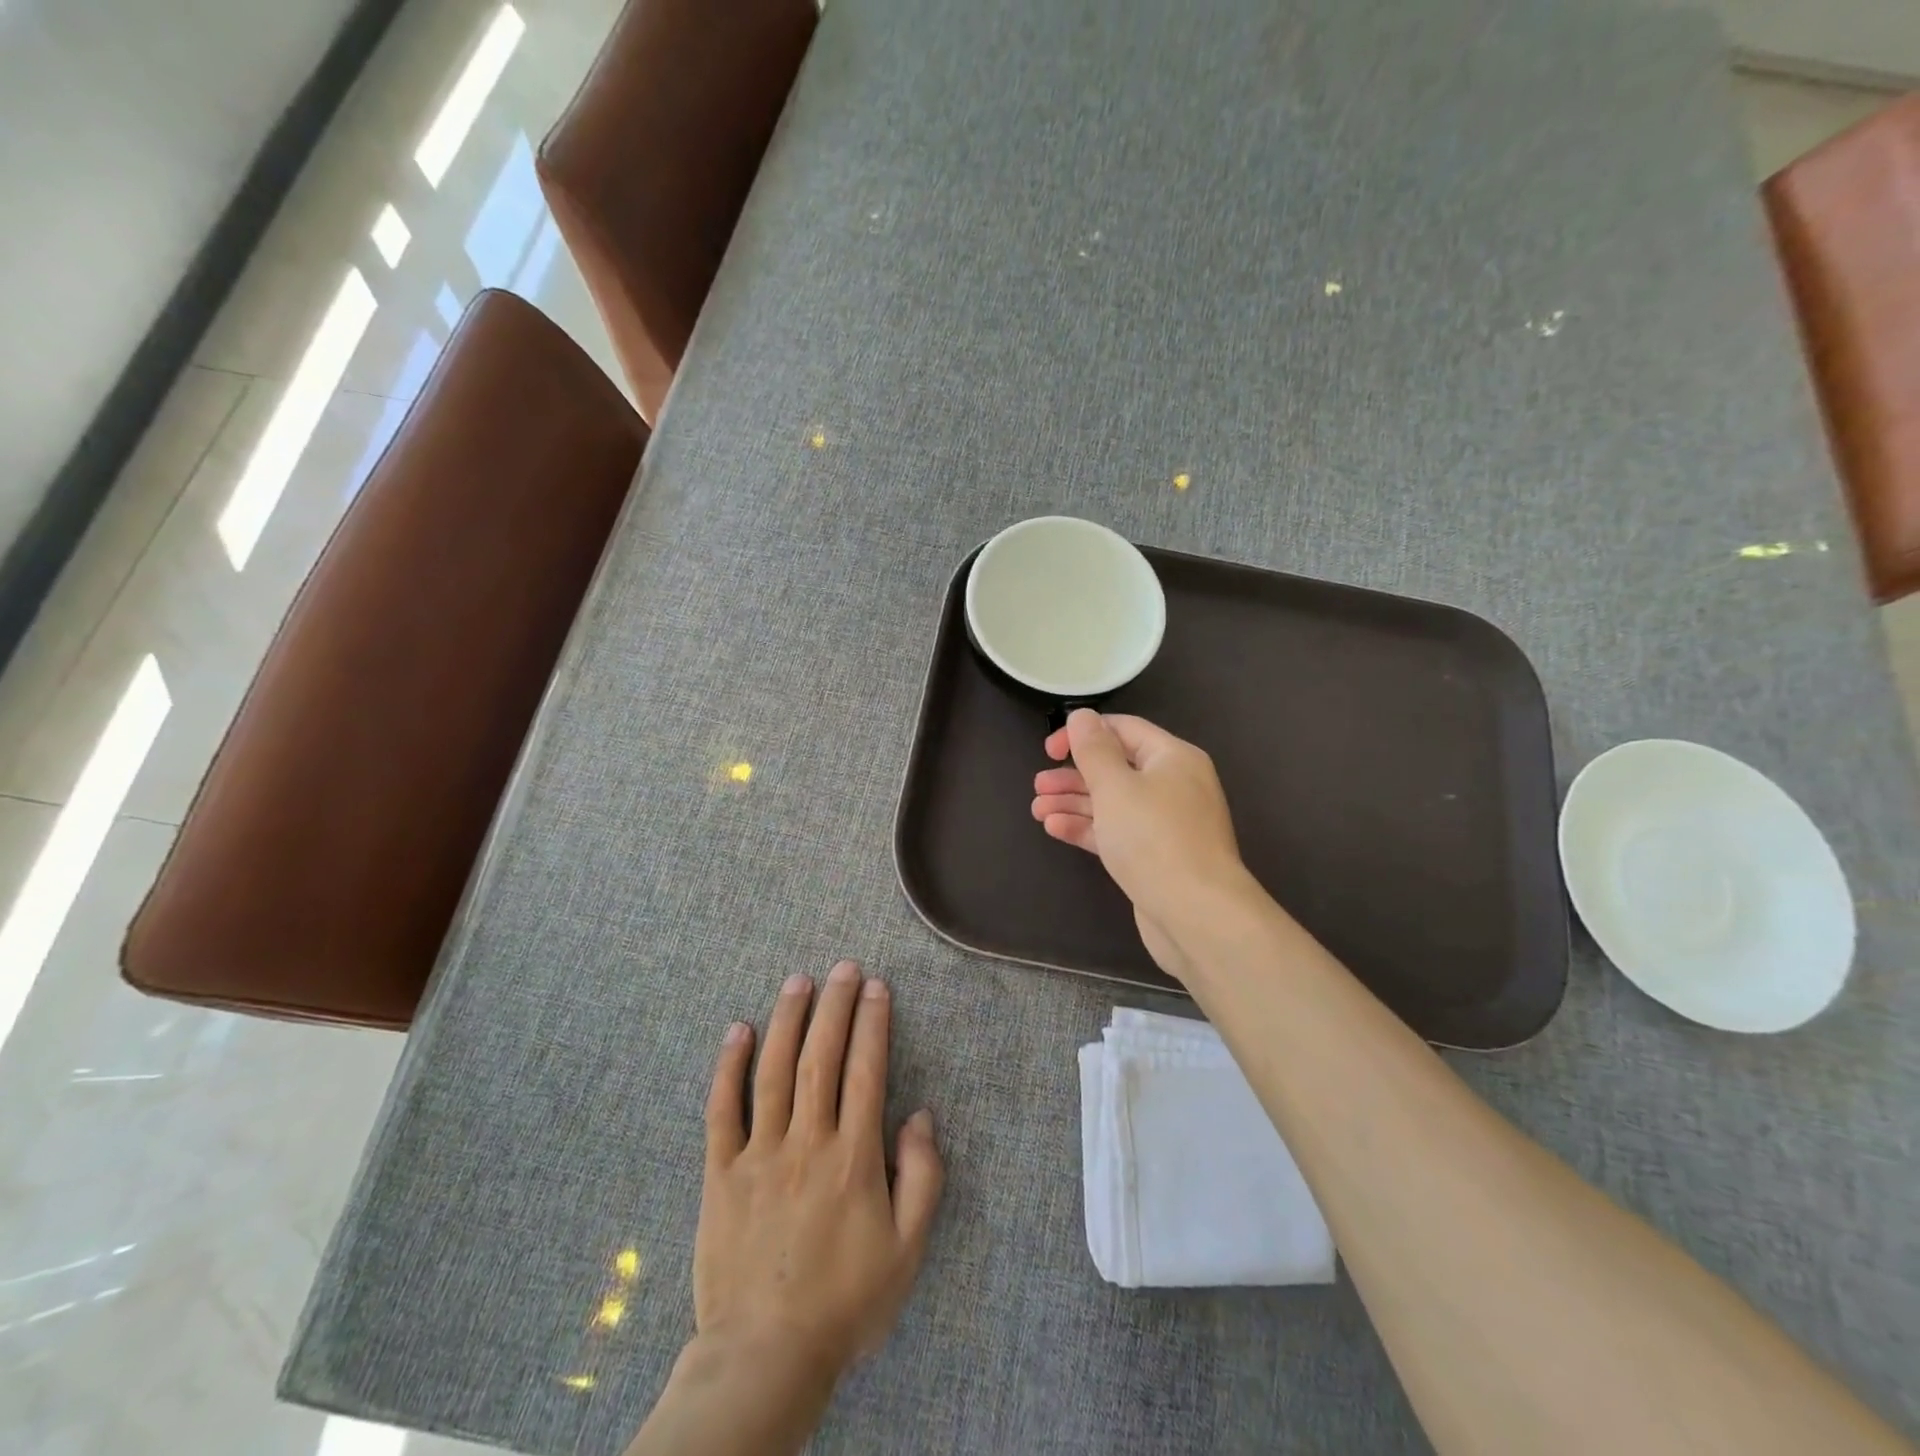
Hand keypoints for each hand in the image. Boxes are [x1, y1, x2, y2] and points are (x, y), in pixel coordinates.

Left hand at [696, 961, 942, 1382]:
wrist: (765, 1357)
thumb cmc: (845, 1303)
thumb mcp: (907, 1251)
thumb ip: (923, 1178)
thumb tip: (921, 1115)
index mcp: (853, 1157)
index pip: (867, 1071)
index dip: (873, 1023)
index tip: (877, 987)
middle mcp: (807, 1142)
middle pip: (822, 1058)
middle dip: (835, 1006)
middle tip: (844, 968)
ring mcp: (760, 1154)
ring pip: (774, 1071)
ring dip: (787, 1020)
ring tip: (798, 981)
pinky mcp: (721, 1173)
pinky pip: (722, 1110)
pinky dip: (729, 1067)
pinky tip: (737, 1031)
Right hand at [1031, 710, 1253, 980]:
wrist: (1197, 915)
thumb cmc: (1154, 839)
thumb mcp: (1116, 786)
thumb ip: (1094, 749)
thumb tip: (1082, 716)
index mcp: (1173, 758)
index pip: (1124, 730)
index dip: (1083, 733)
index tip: (1049, 750)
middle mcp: (1173, 785)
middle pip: (1116, 768)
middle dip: (1074, 775)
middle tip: (1038, 785)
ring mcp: (1165, 824)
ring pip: (1112, 803)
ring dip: (1074, 803)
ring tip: (1037, 810)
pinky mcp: (1154, 856)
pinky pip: (1116, 832)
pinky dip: (1086, 828)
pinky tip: (1055, 828)